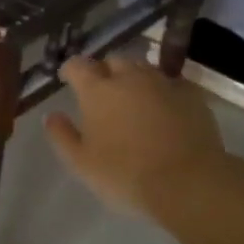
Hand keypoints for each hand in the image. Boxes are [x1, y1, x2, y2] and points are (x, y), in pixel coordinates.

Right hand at [45, 54, 227, 216]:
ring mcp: (163, 82)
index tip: (67, 80)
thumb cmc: (126, 174)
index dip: (70, 70)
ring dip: (134, 78)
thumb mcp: (81, 163)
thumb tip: (52, 116)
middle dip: (105, 71)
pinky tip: (164, 109)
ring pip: (143, 69)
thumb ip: (62, 136)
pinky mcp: (191, 95)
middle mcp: (130, 77)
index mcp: (98, 90)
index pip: (78, 65)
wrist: (188, 182)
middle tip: (103, 92)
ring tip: (134, 100)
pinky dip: (163, 91)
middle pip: (113, 61)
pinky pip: (171, 84)